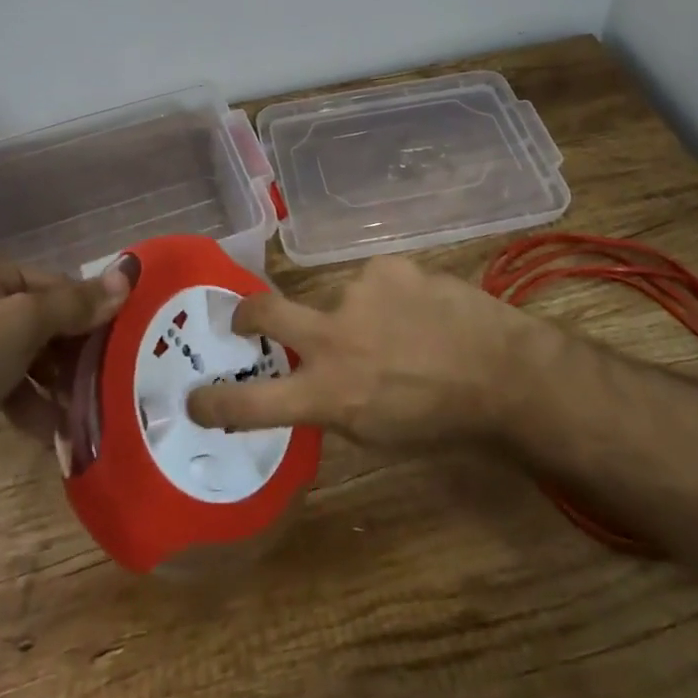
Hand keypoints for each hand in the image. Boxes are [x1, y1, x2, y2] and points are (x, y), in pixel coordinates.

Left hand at [0, 252, 131, 494]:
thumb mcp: (25, 324)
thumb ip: (77, 303)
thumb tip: (129, 276)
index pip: (56, 283)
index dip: (89, 310)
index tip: (118, 341)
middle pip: (43, 319)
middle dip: (73, 352)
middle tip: (106, 377)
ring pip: (28, 355)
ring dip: (56, 383)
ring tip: (84, 409)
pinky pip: (8, 385)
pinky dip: (31, 404)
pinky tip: (54, 431)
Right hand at [185, 255, 549, 449]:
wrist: (503, 373)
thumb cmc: (441, 421)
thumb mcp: (376, 432)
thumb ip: (332, 401)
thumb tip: (309, 380)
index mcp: (329, 392)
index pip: (253, 401)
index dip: (216, 402)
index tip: (194, 398)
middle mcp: (333, 336)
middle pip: (264, 313)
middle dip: (245, 314)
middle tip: (244, 318)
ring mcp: (359, 292)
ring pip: (338, 299)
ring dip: (357, 314)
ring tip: (402, 329)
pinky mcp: (387, 265)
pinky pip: (375, 282)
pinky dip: (388, 297)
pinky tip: (421, 310)